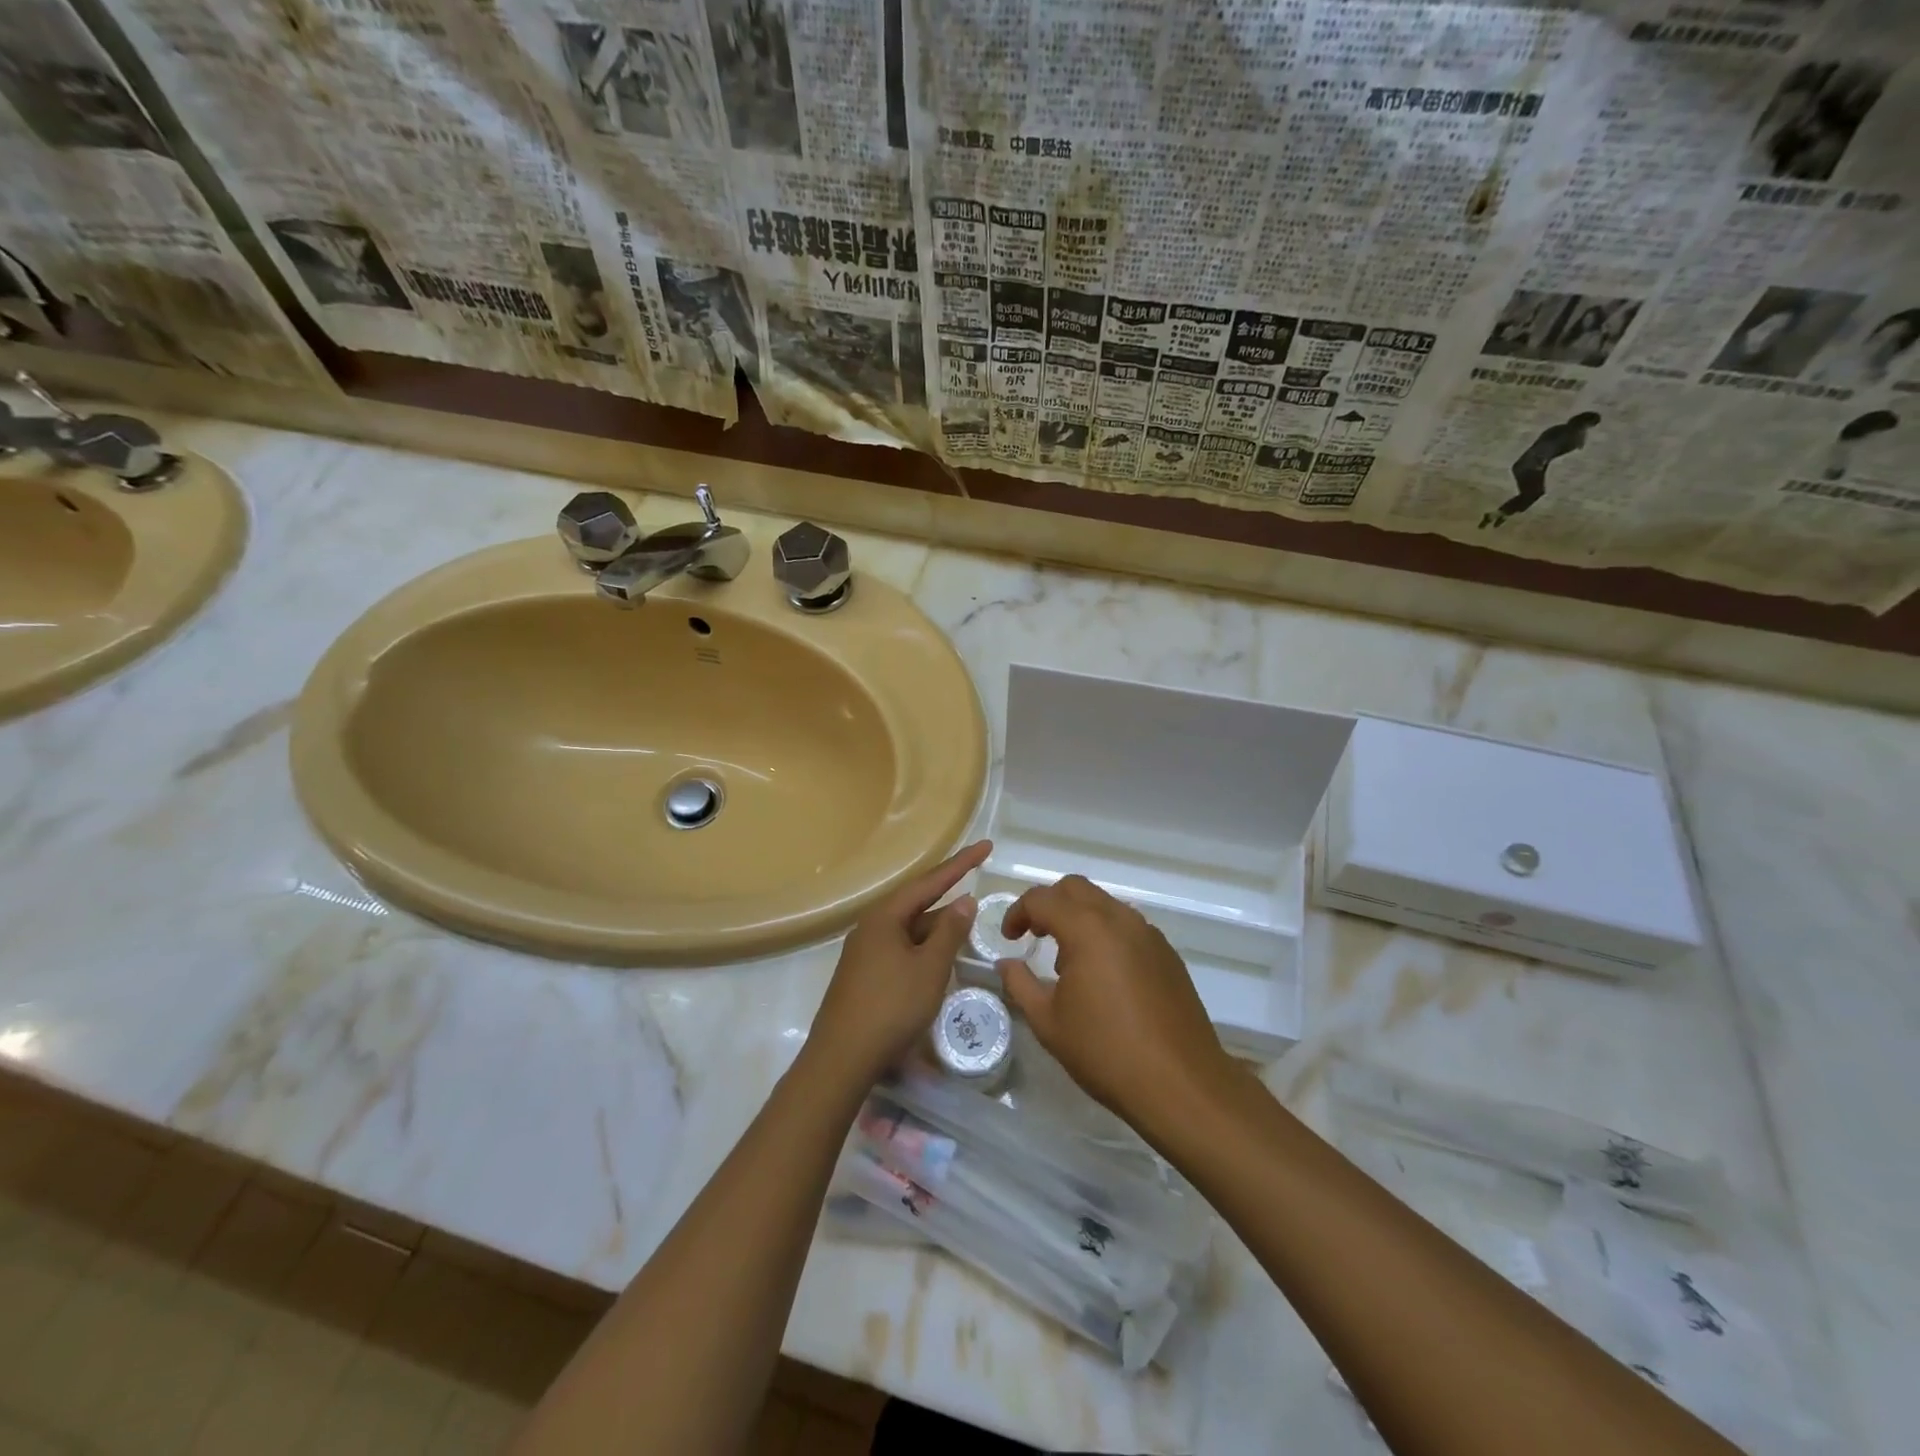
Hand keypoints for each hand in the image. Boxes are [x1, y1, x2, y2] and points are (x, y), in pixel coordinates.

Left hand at [808, 840, 989, 1084]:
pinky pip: (902, 946)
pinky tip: (940, 954)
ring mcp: (865, 950)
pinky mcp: (865, 973)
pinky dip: (925, 944)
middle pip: (917, 900)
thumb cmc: (890, 1007)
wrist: (841, 1058)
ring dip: (938, 923)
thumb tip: (964, 900)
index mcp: (885, 916)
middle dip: (948, 890)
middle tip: (977, 873)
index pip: (930, 881)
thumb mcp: (930, 968)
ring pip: (910, 927)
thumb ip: (950, 932)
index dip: (961, 864)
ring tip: (968, 918)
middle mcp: (872, 926)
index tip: (987, 846)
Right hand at [997, 876, 1232, 1135]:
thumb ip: (1020, 984)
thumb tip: (1007, 963)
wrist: (1180, 1083)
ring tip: (1069, 963)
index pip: (1042, 899)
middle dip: (1049, 905)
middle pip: (1075, 889)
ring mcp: (1148, 934)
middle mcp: (1119, 919)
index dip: (1018, 913)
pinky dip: (1106, 935)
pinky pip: (1128, 927)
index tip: (1010, 939)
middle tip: (1035, 936)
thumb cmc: (1105, 1052)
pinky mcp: (1167, 954)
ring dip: (1079, 918)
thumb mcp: (1048, 1022)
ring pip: (1105, 905)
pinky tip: (1104, 978)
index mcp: (1087, 929)